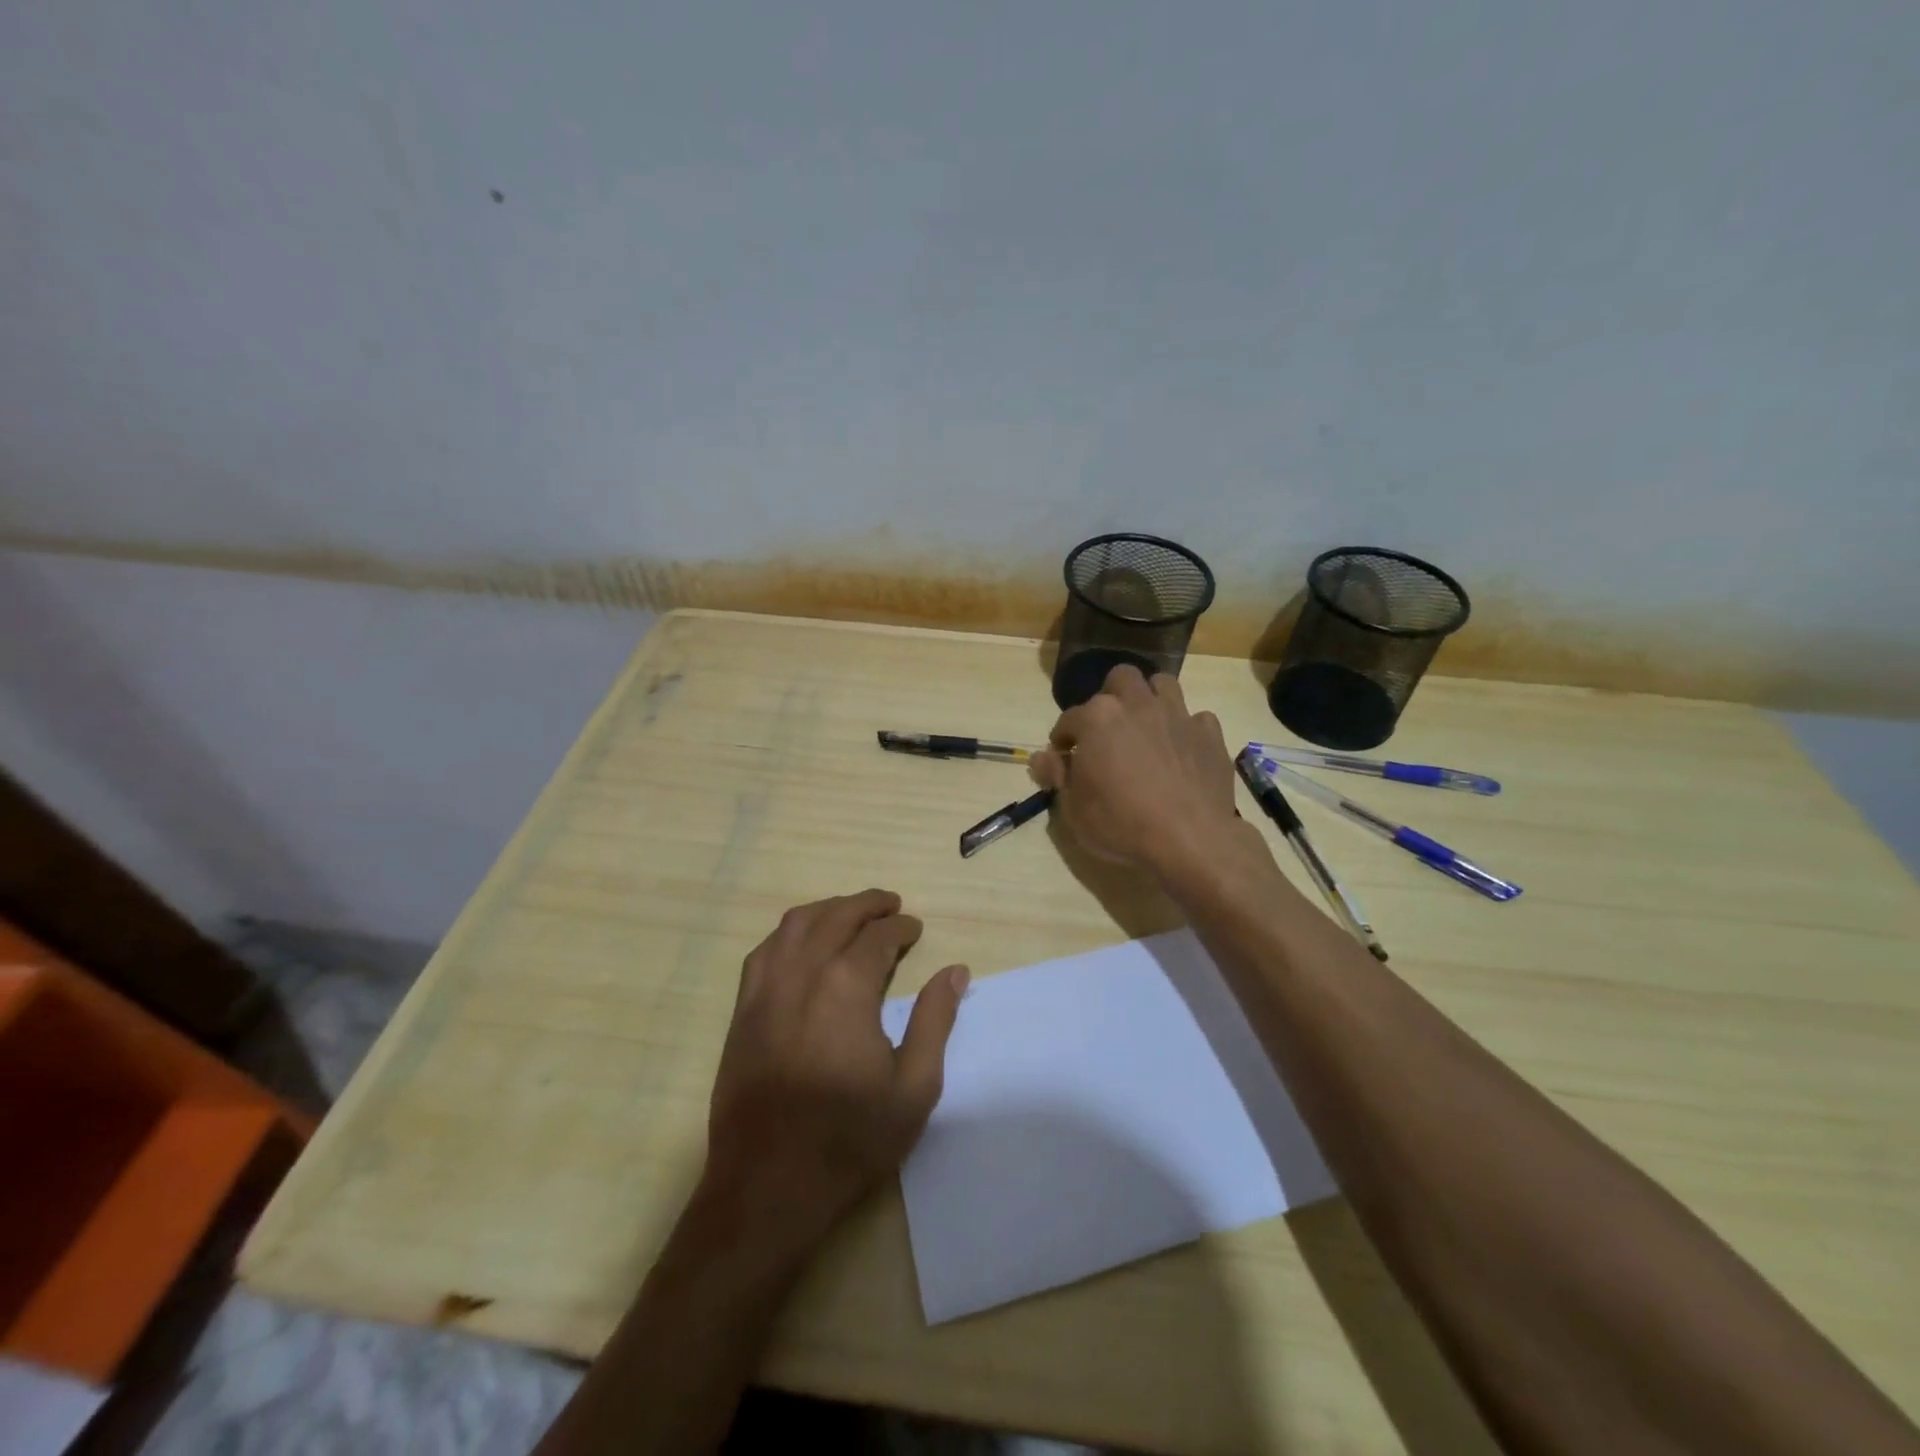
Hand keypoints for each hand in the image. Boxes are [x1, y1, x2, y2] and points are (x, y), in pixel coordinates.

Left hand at [700, 889, 967, 1255]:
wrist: (767, 1186)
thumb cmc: (849, 1139)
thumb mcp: (913, 1087)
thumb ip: (935, 1021)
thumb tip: (955, 972)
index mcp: (846, 986)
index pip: (878, 936)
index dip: (901, 928)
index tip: (915, 930)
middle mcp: (802, 973)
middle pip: (836, 917)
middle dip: (867, 905)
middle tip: (891, 906)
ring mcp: (765, 989)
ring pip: (795, 924)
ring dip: (827, 909)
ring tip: (850, 913)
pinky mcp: (742, 1010)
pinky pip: (764, 950)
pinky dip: (789, 932)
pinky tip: (801, 943)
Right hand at [1030, 665, 1238, 876]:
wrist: (1190, 840)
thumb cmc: (1121, 824)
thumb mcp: (1073, 808)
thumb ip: (1056, 775)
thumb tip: (1042, 756)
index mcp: (1098, 718)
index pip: (1069, 718)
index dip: (1062, 739)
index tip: (1063, 757)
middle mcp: (1137, 704)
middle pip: (1120, 679)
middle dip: (1110, 696)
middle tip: (1107, 729)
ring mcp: (1177, 715)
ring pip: (1162, 684)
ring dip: (1150, 699)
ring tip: (1145, 726)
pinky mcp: (1209, 734)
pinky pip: (1196, 718)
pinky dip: (1186, 729)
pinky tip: (1181, 750)